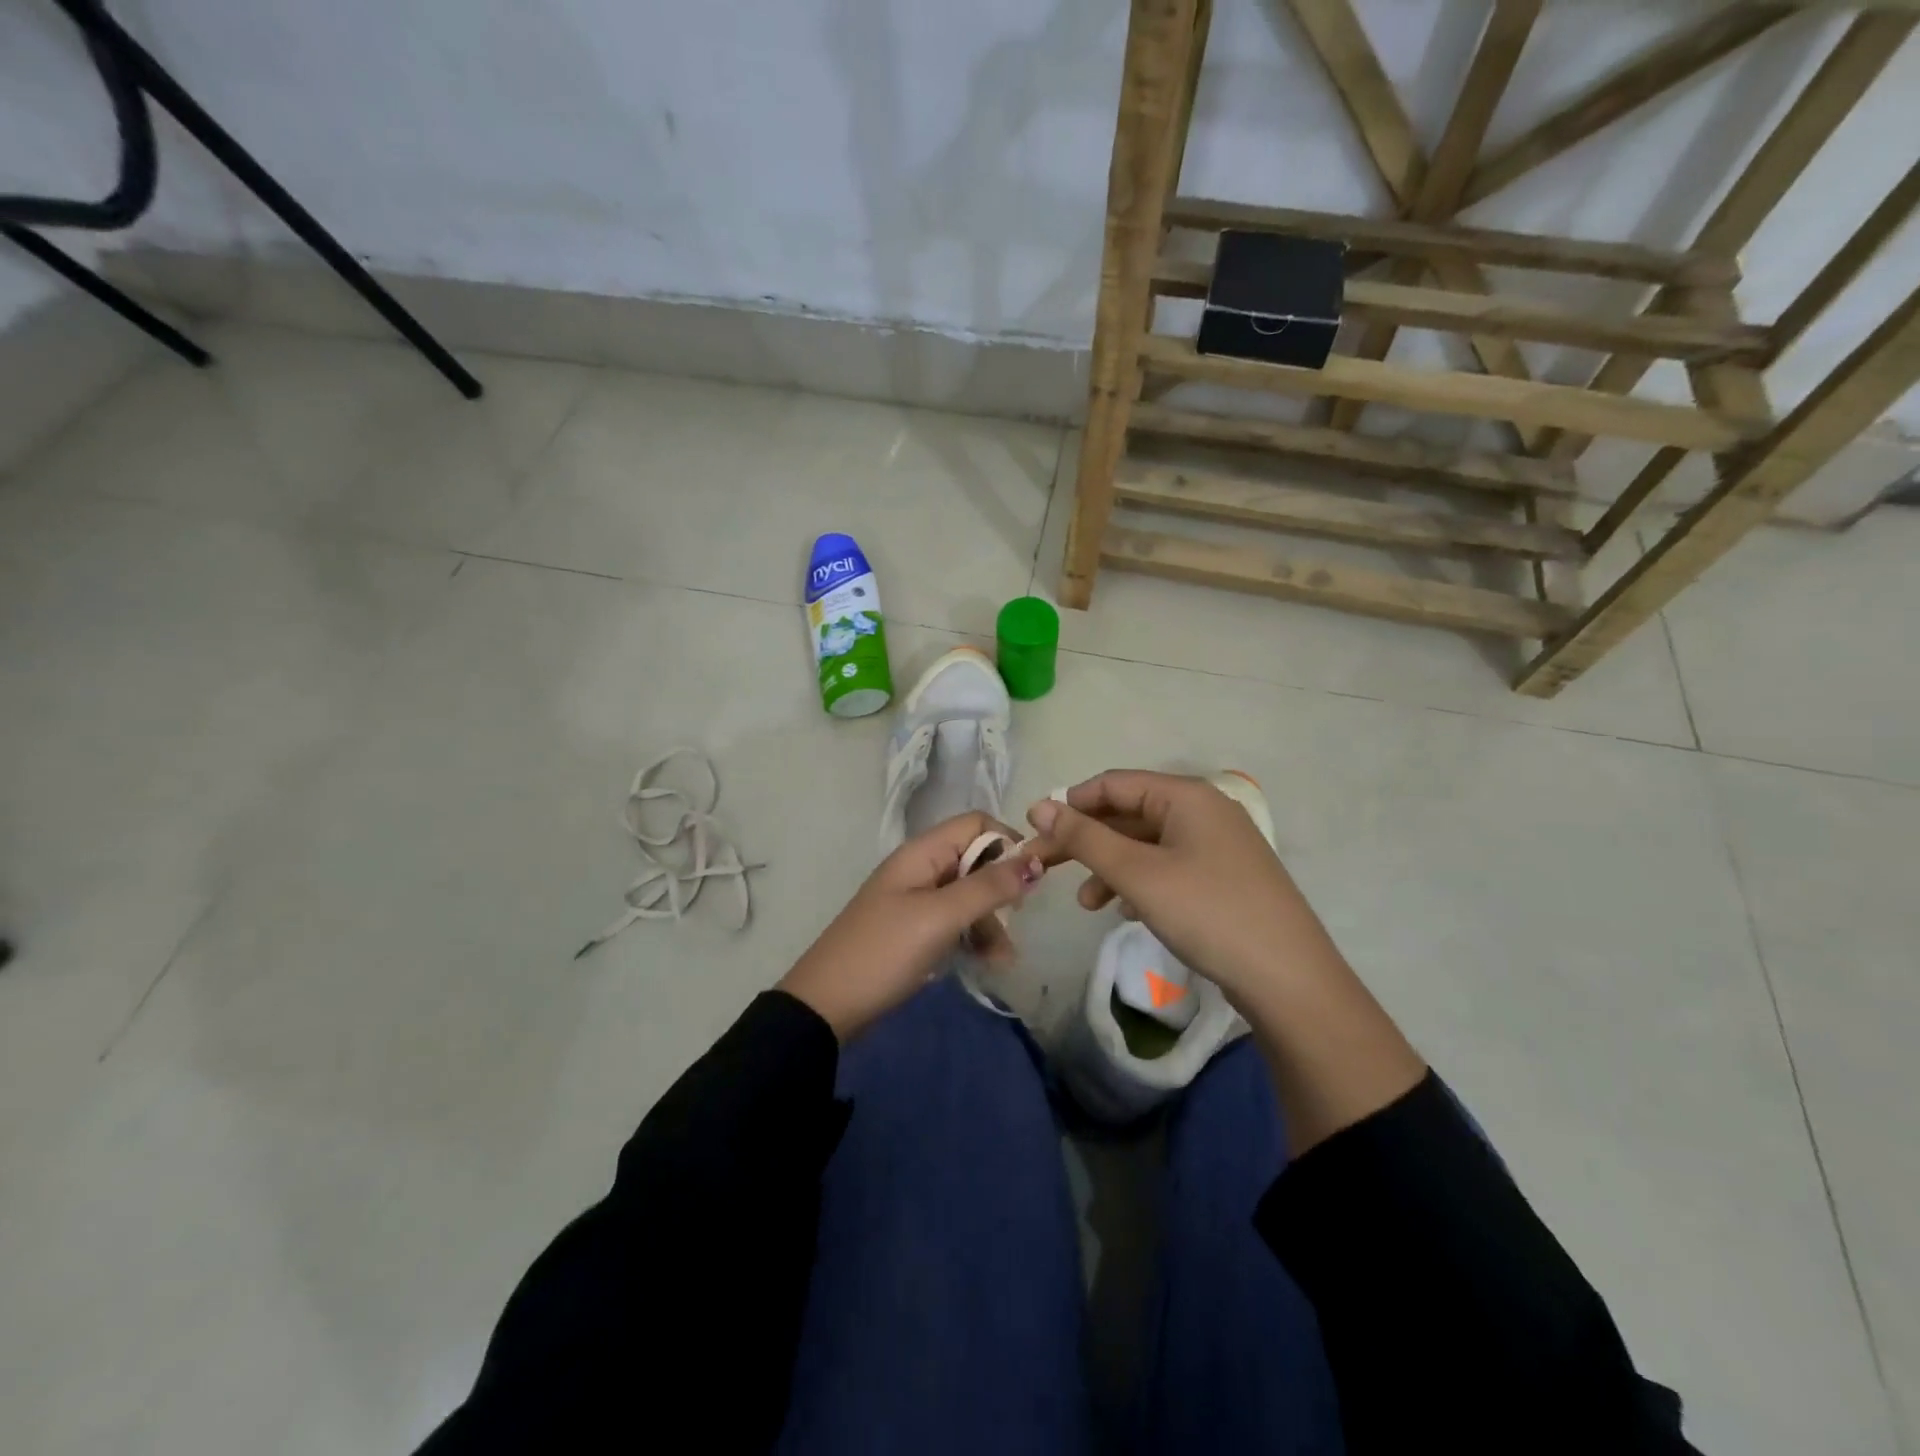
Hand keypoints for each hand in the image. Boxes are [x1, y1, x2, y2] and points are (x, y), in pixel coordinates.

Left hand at [778, 812, 1042, 1041]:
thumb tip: (1035, 860)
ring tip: (1003, 959)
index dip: (1007, 842)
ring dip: (991, 922)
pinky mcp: (914, 930)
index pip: (975, 824)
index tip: (1031, 876)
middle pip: (975, 860)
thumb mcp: (940, 917)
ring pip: (969, 896)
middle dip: (1001, 889)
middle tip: (1018, 920)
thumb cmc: (885, 952)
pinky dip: (974, 938)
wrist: (827, 1006)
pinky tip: (987, 963)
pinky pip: (954, 922)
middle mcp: (920, 868)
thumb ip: (988, 887)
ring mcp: (916, 901)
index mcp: (922, 853)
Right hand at [1025, 770, 1339, 1008]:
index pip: (1113, 783)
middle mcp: (1204, 810)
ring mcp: (1218, 845)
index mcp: (1187, 795)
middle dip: (1086, 840)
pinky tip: (1126, 911)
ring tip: (1086, 903)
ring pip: (1147, 844)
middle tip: (1044, 866)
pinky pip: (1168, 866)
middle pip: (1129, 813)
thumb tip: (1040, 806)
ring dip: (1110, 866)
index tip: (1033, 831)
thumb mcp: (1138, 873)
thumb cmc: (1207, 913)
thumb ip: (1085, 837)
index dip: (1070, 804)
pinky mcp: (1224, 877)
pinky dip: (1140, 882)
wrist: (1289, 979)